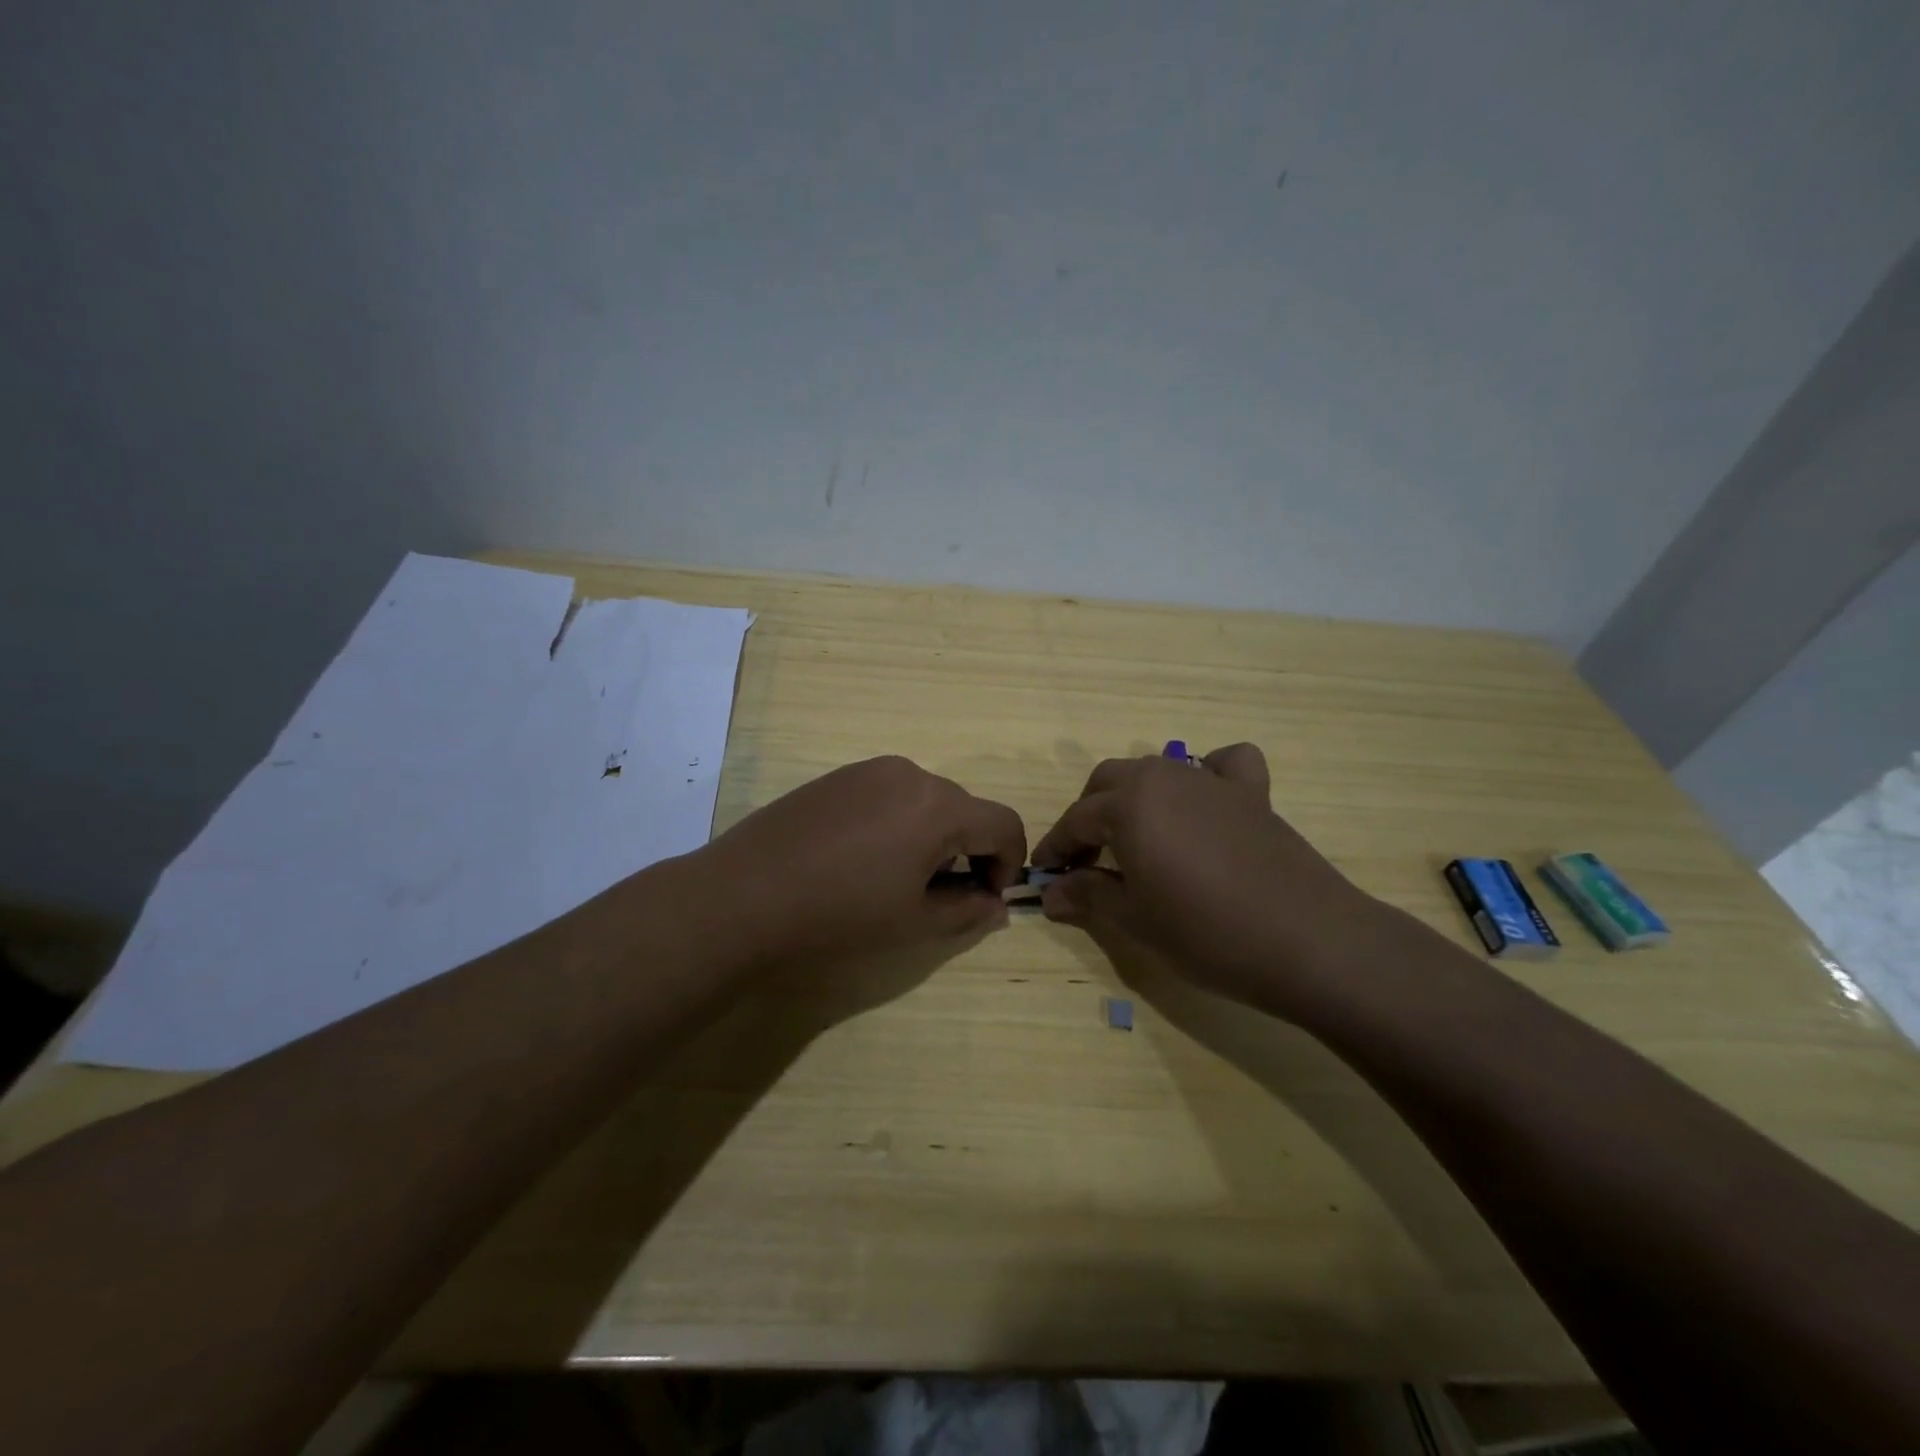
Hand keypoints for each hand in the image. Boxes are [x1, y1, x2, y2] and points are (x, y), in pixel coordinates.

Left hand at [695, 756, 1026, 965]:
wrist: (742, 897)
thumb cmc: (839, 915)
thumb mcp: (914, 924)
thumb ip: (968, 911)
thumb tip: (995, 905)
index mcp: (938, 806)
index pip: (1004, 823)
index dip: (1009, 863)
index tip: (985, 898)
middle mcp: (909, 774)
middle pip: (964, 809)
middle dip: (968, 851)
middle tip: (940, 896)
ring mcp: (867, 771)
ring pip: (924, 800)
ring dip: (931, 836)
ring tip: (896, 879)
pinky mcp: (835, 778)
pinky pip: (887, 795)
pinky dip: (896, 823)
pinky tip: (859, 860)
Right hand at [1031, 743, 1380, 1015]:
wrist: (1308, 941)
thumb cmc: (1207, 933)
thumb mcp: (1136, 920)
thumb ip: (1088, 897)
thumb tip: (1051, 893)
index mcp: (1129, 804)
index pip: (1076, 819)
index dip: (1056, 847)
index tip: (1045, 874)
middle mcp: (1165, 778)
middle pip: (1110, 781)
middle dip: (1089, 814)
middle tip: (1086, 858)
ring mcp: (1212, 782)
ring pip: (1157, 770)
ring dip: (1135, 796)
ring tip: (1135, 838)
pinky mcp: (1254, 795)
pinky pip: (1225, 765)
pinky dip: (1208, 772)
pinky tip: (1205, 799)